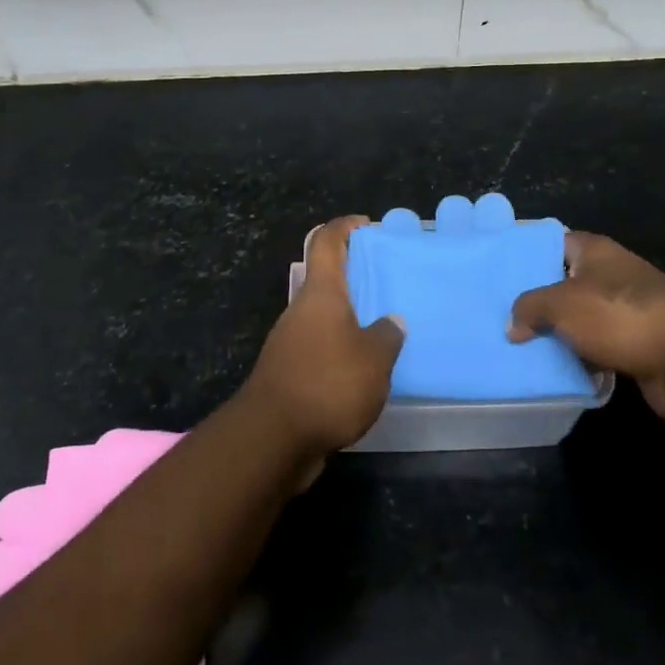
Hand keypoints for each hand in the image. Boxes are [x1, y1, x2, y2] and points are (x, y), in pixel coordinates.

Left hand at [244, 216, 402, 460]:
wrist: (272, 439)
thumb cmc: (327, 384)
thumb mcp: (373, 359)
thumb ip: (387, 336)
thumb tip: (392, 321)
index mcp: (321, 294)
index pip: (326, 242)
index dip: (345, 227)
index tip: (367, 225)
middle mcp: (302, 310)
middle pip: (326, 279)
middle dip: (355, 277)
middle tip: (390, 283)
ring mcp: (291, 341)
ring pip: (324, 316)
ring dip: (350, 317)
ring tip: (385, 328)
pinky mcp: (289, 372)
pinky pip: (321, 347)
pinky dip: (341, 348)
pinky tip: (365, 368)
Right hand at [509, 232, 664, 421]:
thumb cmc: (618, 314)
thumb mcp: (561, 304)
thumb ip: (529, 308)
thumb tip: (513, 324)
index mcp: (593, 250)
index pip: (552, 243)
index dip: (526, 256)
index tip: (498, 273)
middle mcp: (610, 274)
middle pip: (564, 283)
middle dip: (537, 301)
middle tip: (501, 316)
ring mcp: (626, 309)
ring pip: (580, 319)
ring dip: (558, 334)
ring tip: (519, 347)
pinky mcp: (637, 344)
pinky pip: (598, 348)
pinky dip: (581, 359)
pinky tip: (555, 371)